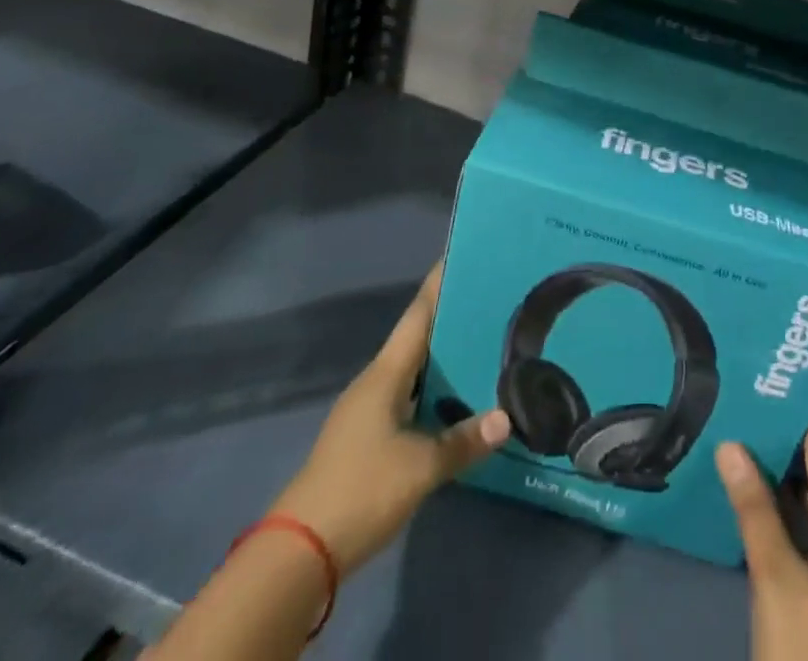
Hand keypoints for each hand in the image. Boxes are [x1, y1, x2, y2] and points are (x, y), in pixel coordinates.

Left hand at [272, 264, 509, 572]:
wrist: (300, 553)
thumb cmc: (361, 489)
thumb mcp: (421, 466)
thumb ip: (464, 440)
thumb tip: (507, 418)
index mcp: (385, 374)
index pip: (418, 315)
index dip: (439, 283)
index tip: (462, 254)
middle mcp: (376, 383)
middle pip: (418, 338)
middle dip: (451, 318)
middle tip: (491, 301)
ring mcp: (369, 412)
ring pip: (414, 371)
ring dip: (444, 357)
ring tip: (485, 343)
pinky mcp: (368, 441)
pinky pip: (409, 399)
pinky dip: (435, 391)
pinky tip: (458, 399)